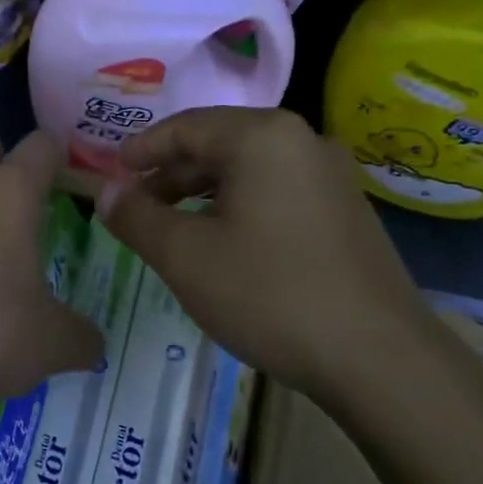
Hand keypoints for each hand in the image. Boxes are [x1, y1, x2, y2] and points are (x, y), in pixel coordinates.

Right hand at [100, 108, 437, 403]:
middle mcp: (302, 142)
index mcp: (262, 137)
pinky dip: (237, 209)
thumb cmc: (269, 294)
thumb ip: (137, 217)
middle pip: (218, 145)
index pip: (185, 127)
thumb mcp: (185, 256)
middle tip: (134, 208)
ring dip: (201, 195)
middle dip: (170, 175)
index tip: (110, 174)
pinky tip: (222, 246)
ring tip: (171, 229)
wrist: (377, 357)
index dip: (141, 150)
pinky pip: (276, 194)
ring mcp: (331, 177)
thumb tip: (105, 192)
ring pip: (248, 172)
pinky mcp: (345, 213)